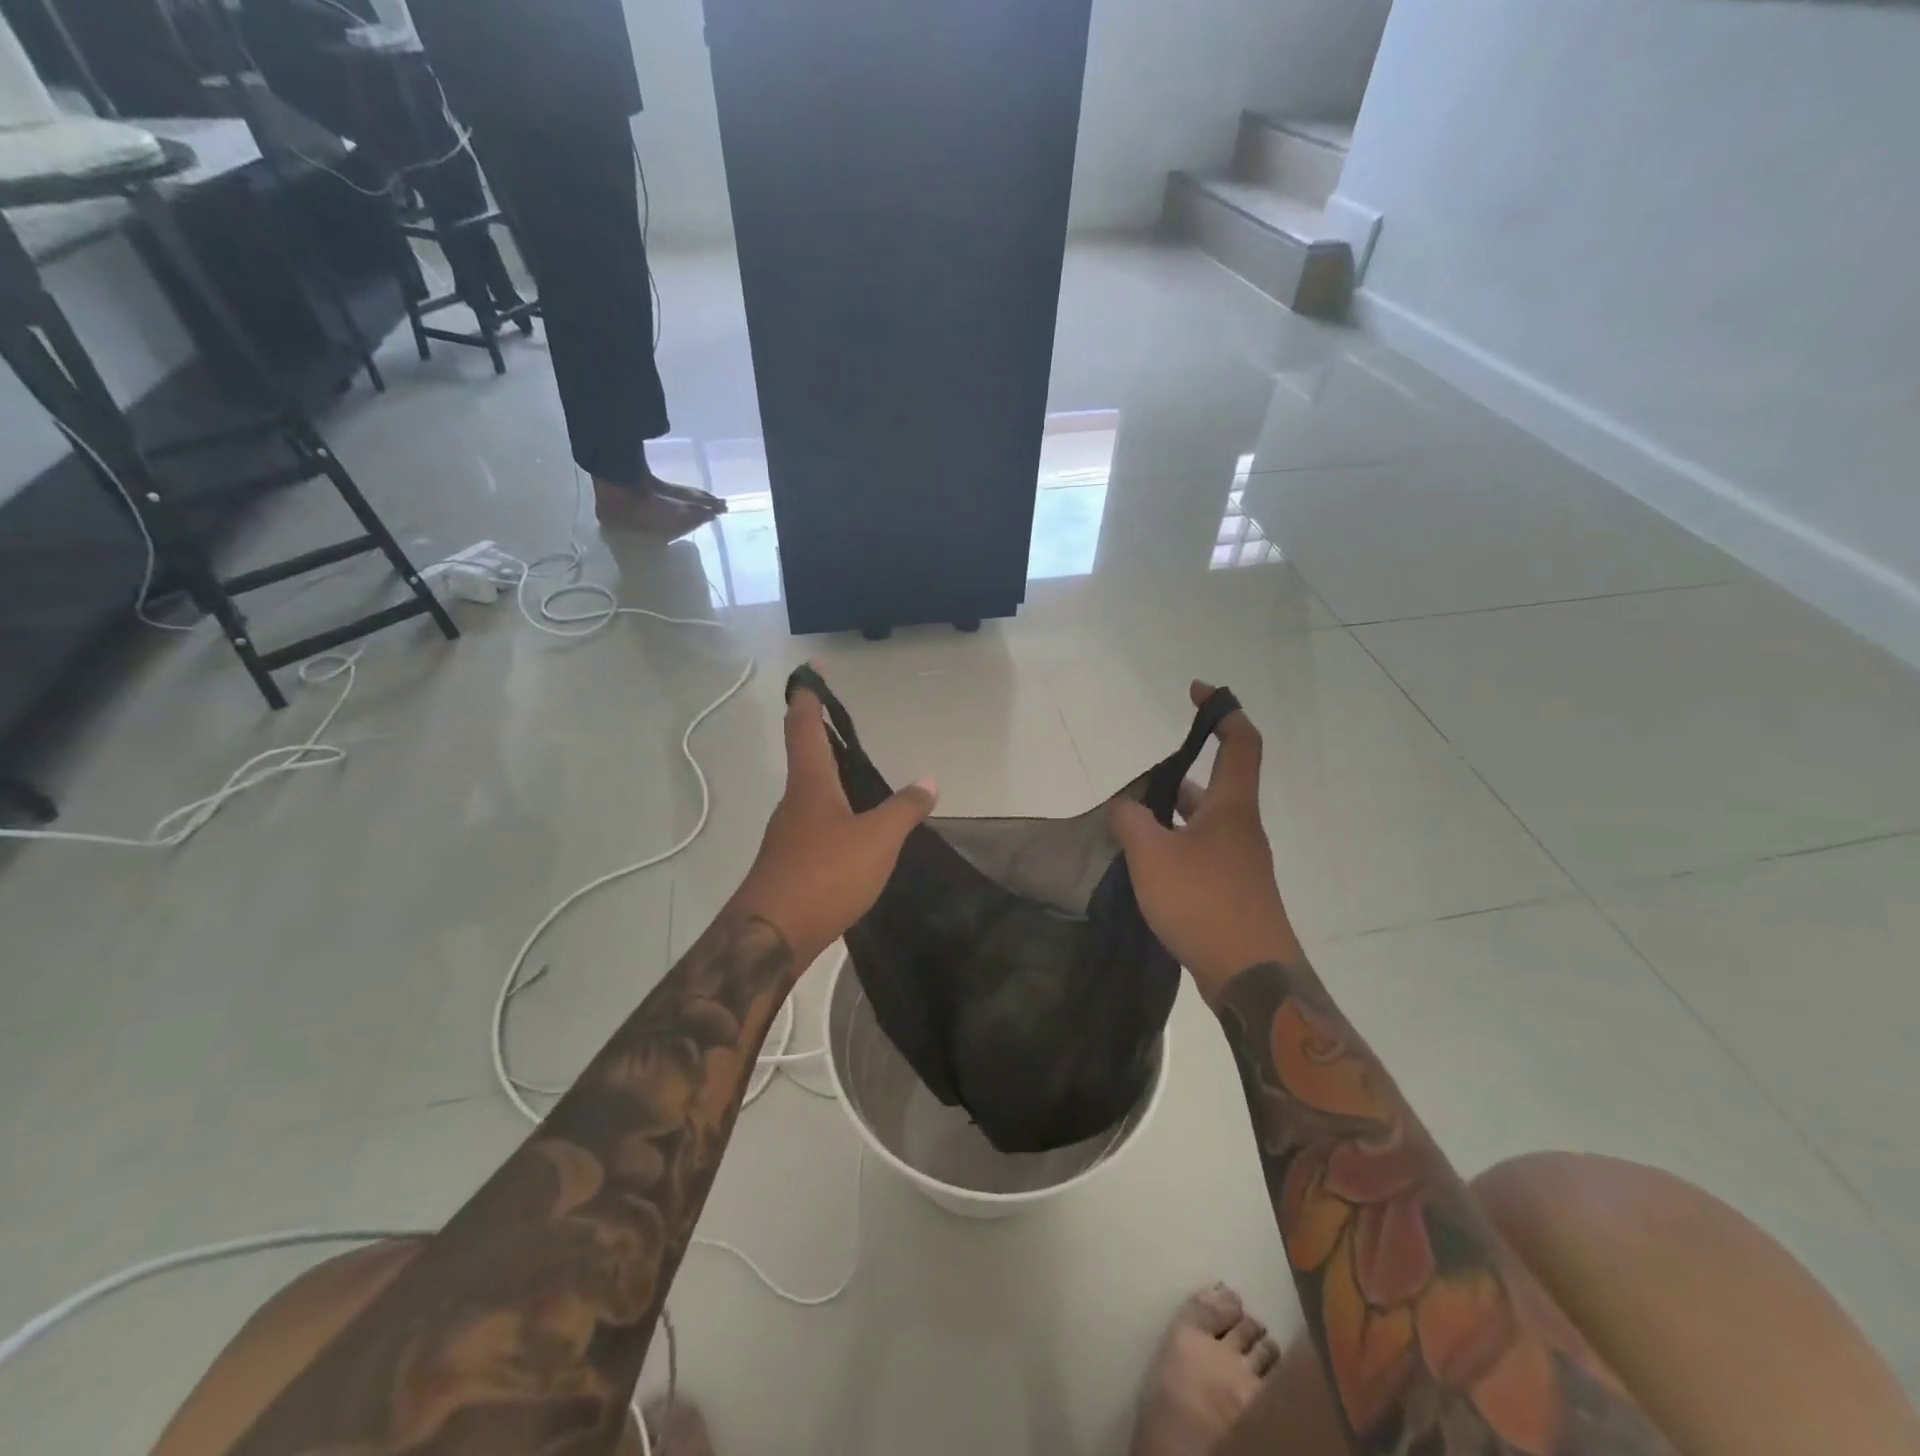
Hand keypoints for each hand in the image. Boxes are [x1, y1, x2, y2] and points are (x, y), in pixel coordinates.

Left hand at [728, 676, 938, 963]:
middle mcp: (794, 802)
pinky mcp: (789, 863)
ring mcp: (788, 834)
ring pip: (809, 793)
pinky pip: (814, 824)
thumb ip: (905, 808)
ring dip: (827, 776)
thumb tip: (929, 780)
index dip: (809, 695)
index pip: (805, 725)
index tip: (811, 670)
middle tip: (841, 722)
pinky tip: (852, 833)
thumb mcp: (878, 839)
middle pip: (803, 756)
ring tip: (855, 776)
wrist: (771, 936)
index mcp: (811, 783)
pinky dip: (832, 813)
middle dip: (818, 734)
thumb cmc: (825, 873)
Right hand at [1110, 681, 1301, 1003]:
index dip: (1222, 710)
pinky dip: (1177, 846)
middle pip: (1217, 784)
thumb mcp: (1152, 857)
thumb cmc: (1204, 903)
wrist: (1252, 976)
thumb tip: (1127, 808)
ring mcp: (1241, 863)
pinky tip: (1149, 866)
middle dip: (1179, 774)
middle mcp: (1242, 828)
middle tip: (1139, 783)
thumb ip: (1132, 822)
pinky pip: (1202, 853)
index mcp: (1232, 807)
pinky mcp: (1234, 892)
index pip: (1239, 742)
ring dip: (1174, 815)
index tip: (1197, 692)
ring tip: (1133, 823)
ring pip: (1205, 822)